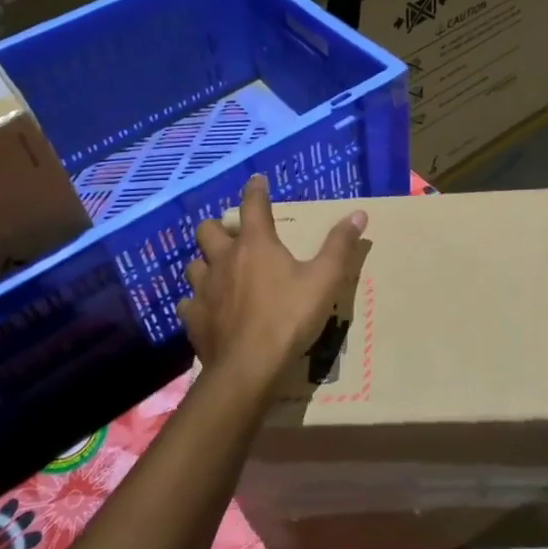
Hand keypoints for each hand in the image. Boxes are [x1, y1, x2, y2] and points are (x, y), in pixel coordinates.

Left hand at [177, 175, 367, 389]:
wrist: (248, 368)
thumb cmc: (289, 318)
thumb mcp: (324, 280)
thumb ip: (339, 246)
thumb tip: (359, 214)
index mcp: (255, 244)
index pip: (253, 205)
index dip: (255, 190)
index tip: (257, 180)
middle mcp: (223, 259)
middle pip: (208, 230)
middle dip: (219, 228)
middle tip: (233, 236)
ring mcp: (204, 289)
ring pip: (194, 265)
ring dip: (205, 264)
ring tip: (219, 272)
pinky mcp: (193, 318)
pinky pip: (188, 303)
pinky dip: (197, 302)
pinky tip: (207, 309)